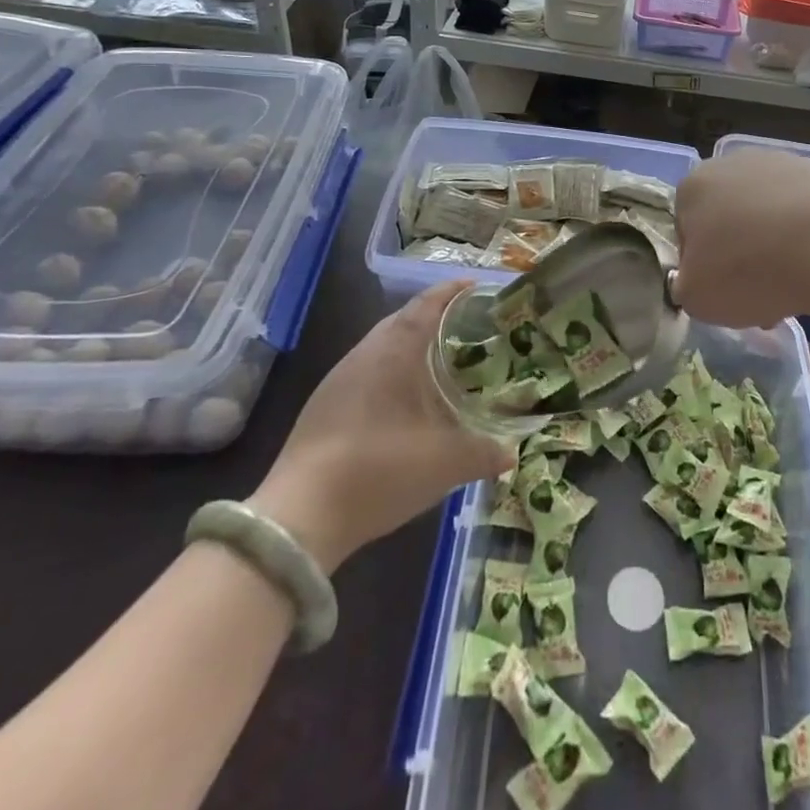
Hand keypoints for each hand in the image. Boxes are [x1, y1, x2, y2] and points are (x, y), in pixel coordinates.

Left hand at [251, 281, 511, 569]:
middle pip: (403, 320)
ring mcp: (338, 381)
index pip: (427, 304)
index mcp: (394, 350)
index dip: (453, 292)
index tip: (479, 288)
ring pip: (383, 347)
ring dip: (413, 347)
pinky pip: (368, 372)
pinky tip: (407, 401)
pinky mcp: (323, 408)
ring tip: (443, 361)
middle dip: (436, 318)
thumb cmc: (379, 470)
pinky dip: (394, 372)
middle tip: (470, 328)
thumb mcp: (446, 463)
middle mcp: (365, 354)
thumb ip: (485, 453)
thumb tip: (511, 452)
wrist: (298, 520)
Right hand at [673, 150, 809, 328]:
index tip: (723, 292)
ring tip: (795, 284)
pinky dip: (808, 235)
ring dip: (774, 246)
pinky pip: (804, 211)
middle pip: (729, 218)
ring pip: (767, 214)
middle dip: (741, 253)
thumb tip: (697, 279)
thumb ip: (687, 286)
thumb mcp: (696, 299)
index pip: (686, 230)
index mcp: (693, 186)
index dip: (702, 267)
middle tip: (759, 293)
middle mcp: (732, 163)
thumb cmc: (749, 271)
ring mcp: (781, 162)